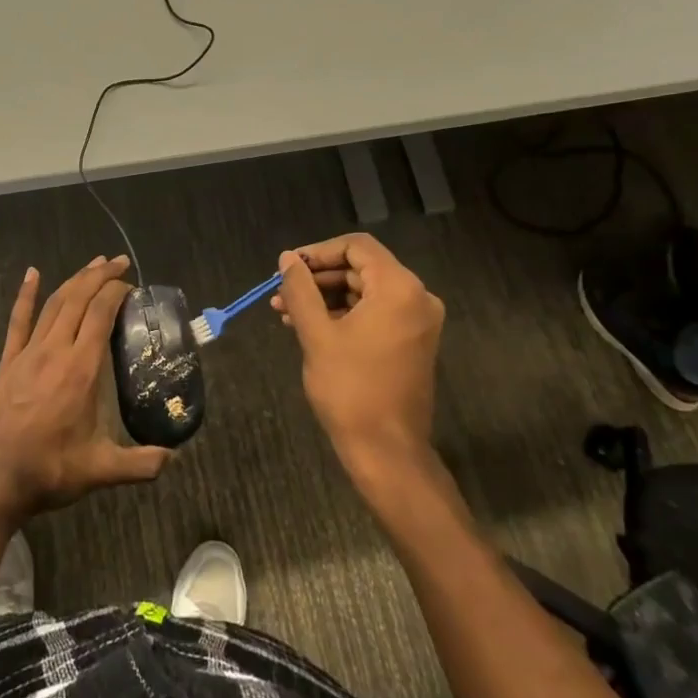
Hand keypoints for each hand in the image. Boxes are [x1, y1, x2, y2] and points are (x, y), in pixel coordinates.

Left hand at [0, 257, 169, 515]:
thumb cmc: (49, 469)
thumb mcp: (102, 470)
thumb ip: (141, 463)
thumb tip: (173, 458)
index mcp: (81, 368)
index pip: (101, 314)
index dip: (116, 292)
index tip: (131, 285)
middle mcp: (56, 350)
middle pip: (79, 299)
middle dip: (100, 276)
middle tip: (119, 262)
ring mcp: (28, 353)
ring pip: (54, 304)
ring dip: (74, 280)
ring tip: (93, 265)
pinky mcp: (8, 362)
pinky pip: (18, 320)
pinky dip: (25, 295)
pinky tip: (31, 274)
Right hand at [272, 235, 444, 475]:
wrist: (387, 450)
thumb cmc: (350, 388)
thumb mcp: (317, 334)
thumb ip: (300, 289)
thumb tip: (287, 258)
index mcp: (399, 288)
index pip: (357, 247)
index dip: (318, 252)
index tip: (288, 268)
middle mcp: (416, 297)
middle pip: (361, 268)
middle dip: (318, 278)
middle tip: (281, 292)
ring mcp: (417, 321)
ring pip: (364, 291)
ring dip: (325, 298)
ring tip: (285, 312)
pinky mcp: (411, 341)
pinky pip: (374, 313)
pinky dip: (343, 315)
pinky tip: (308, 326)